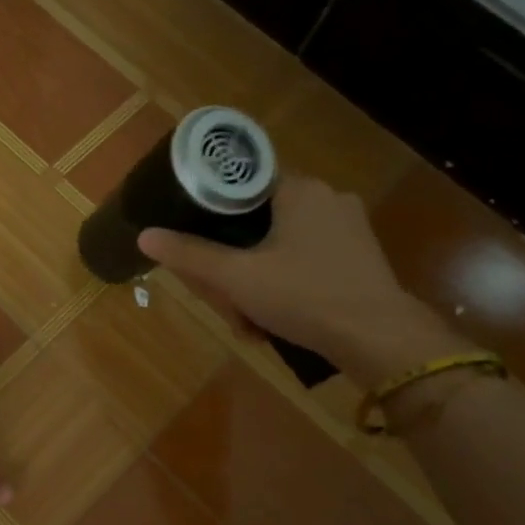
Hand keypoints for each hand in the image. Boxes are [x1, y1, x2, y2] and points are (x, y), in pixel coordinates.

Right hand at [138, 175, 466, 383]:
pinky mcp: (360, 256)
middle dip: (235, 263)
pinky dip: (287, 286)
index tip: (200, 246)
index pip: (242, 186)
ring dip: (258, 280)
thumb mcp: (237, 278)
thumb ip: (190, 255)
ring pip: (282, 245)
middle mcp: (328, 198)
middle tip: (226, 299)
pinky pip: (308, 261)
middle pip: (259, 221)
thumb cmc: (304, 296)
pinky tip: (279, 319)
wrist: (378, 338)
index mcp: (299, 189)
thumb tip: (145, 235)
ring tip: (250, 320)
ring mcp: (349, 228)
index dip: (213, 215)